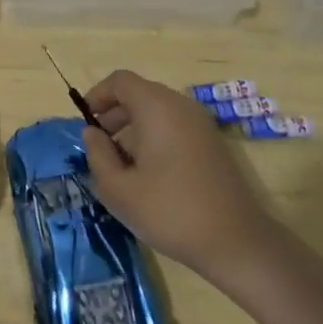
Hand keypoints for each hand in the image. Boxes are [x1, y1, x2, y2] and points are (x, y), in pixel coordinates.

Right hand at [80, 70, 274, 279]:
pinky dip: (155, 136)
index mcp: (157, 107)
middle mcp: (180, 105)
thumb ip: (97, 155)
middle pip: (139, 93)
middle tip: (99, 145)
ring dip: (134, 127)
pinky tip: (149, 172)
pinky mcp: (213, 142)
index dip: (97, 95)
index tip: (85, 122)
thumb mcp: (119, 189)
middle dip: (114, 114)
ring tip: (121, 163)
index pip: (120, 81)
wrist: (237, 242)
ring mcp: (201, 123)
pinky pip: (175, 125)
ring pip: (157, 110)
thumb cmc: (171, 211)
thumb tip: (92, 134)